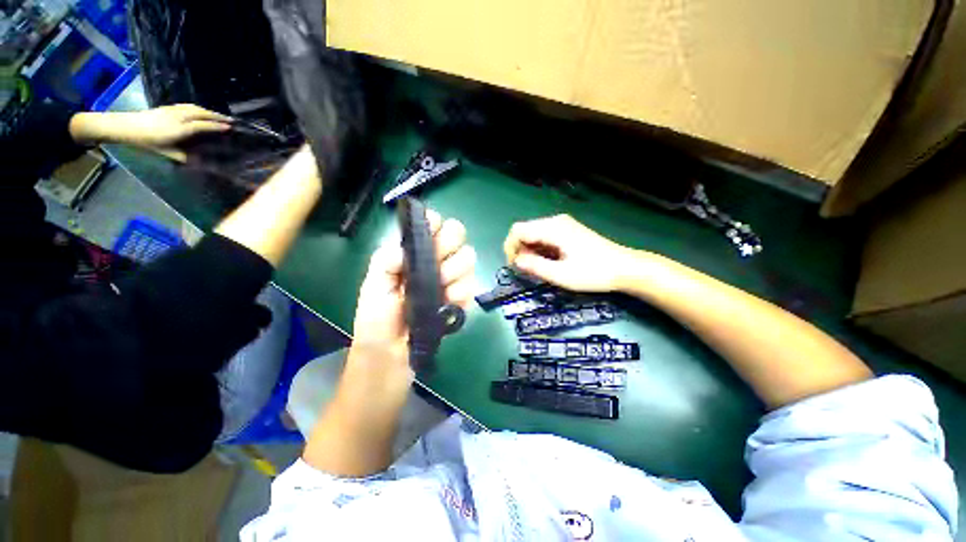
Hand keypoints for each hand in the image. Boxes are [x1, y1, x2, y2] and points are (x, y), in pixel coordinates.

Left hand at [70, 104, 231, 159]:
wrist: (126, 126)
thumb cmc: (146, 142)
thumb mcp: (166, 153)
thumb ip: (183, 156)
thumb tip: (200, 161)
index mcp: (179, 129)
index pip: (202, 126)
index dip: (216, 126)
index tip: (229, 128)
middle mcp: (178, 117)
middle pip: (201, 114)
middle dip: (216, 116)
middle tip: (229, 120)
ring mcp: (173, 110)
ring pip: (195, 108)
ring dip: (208, 111)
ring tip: (218, 115)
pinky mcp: (169, 107)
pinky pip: (188, 106)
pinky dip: (198, 108)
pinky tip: (201, 111)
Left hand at [350, 211, 476, 375]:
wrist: (392, 356)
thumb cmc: (378, 320)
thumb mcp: (374, 287)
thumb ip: (386, 260)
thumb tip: (405, 247)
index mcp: (414, 254)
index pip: (433, 225)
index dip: (437, 224)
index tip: (433, 235)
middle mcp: (435, 261)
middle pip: (458, 235)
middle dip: (450, 248)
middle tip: (438, 268)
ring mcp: (451, 279)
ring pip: (469, 258)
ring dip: (457, 273)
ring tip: (442, 291)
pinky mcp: (462, 299)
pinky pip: (472, 285)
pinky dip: (463, 294)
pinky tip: (449, 305)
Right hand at [504, 214, 635, 292]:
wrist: (625, 268)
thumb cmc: (593, 272)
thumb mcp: (561, 275)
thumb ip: (535, 267)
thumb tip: (516, 261)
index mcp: (553, 228)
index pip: (518, 230)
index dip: (510, 248)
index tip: (514, 266)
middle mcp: (556, 221)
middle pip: (525, 230)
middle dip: (519, 250)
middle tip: (526, 270)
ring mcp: (563, 225)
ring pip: (534, 234)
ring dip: (530, 251)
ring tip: (537, 269)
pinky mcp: (568, 231)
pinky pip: (545, 236)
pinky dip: (540, 249)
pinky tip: (547, 262)